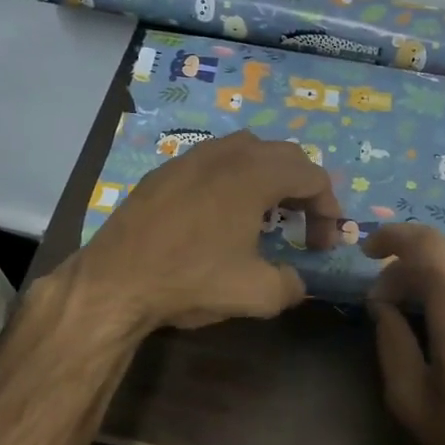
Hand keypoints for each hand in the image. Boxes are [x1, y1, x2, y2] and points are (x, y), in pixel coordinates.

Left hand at [70, 130, 341, 332]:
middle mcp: (225, 155)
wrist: (115, 282)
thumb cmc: (191, 280)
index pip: (312, 176)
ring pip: (246, 150)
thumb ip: (291, 285)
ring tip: (266, 213)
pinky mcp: (164, 172)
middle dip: (303, 188)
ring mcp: (190, 158)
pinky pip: (213, 161)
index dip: (328, 209)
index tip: (322, 244)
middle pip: (283, 154)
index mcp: (254, 175)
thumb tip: (297, 282)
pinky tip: (221, 213)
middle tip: (303, 224)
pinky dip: (233, 178)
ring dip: (268, 176)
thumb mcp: (257, 294)